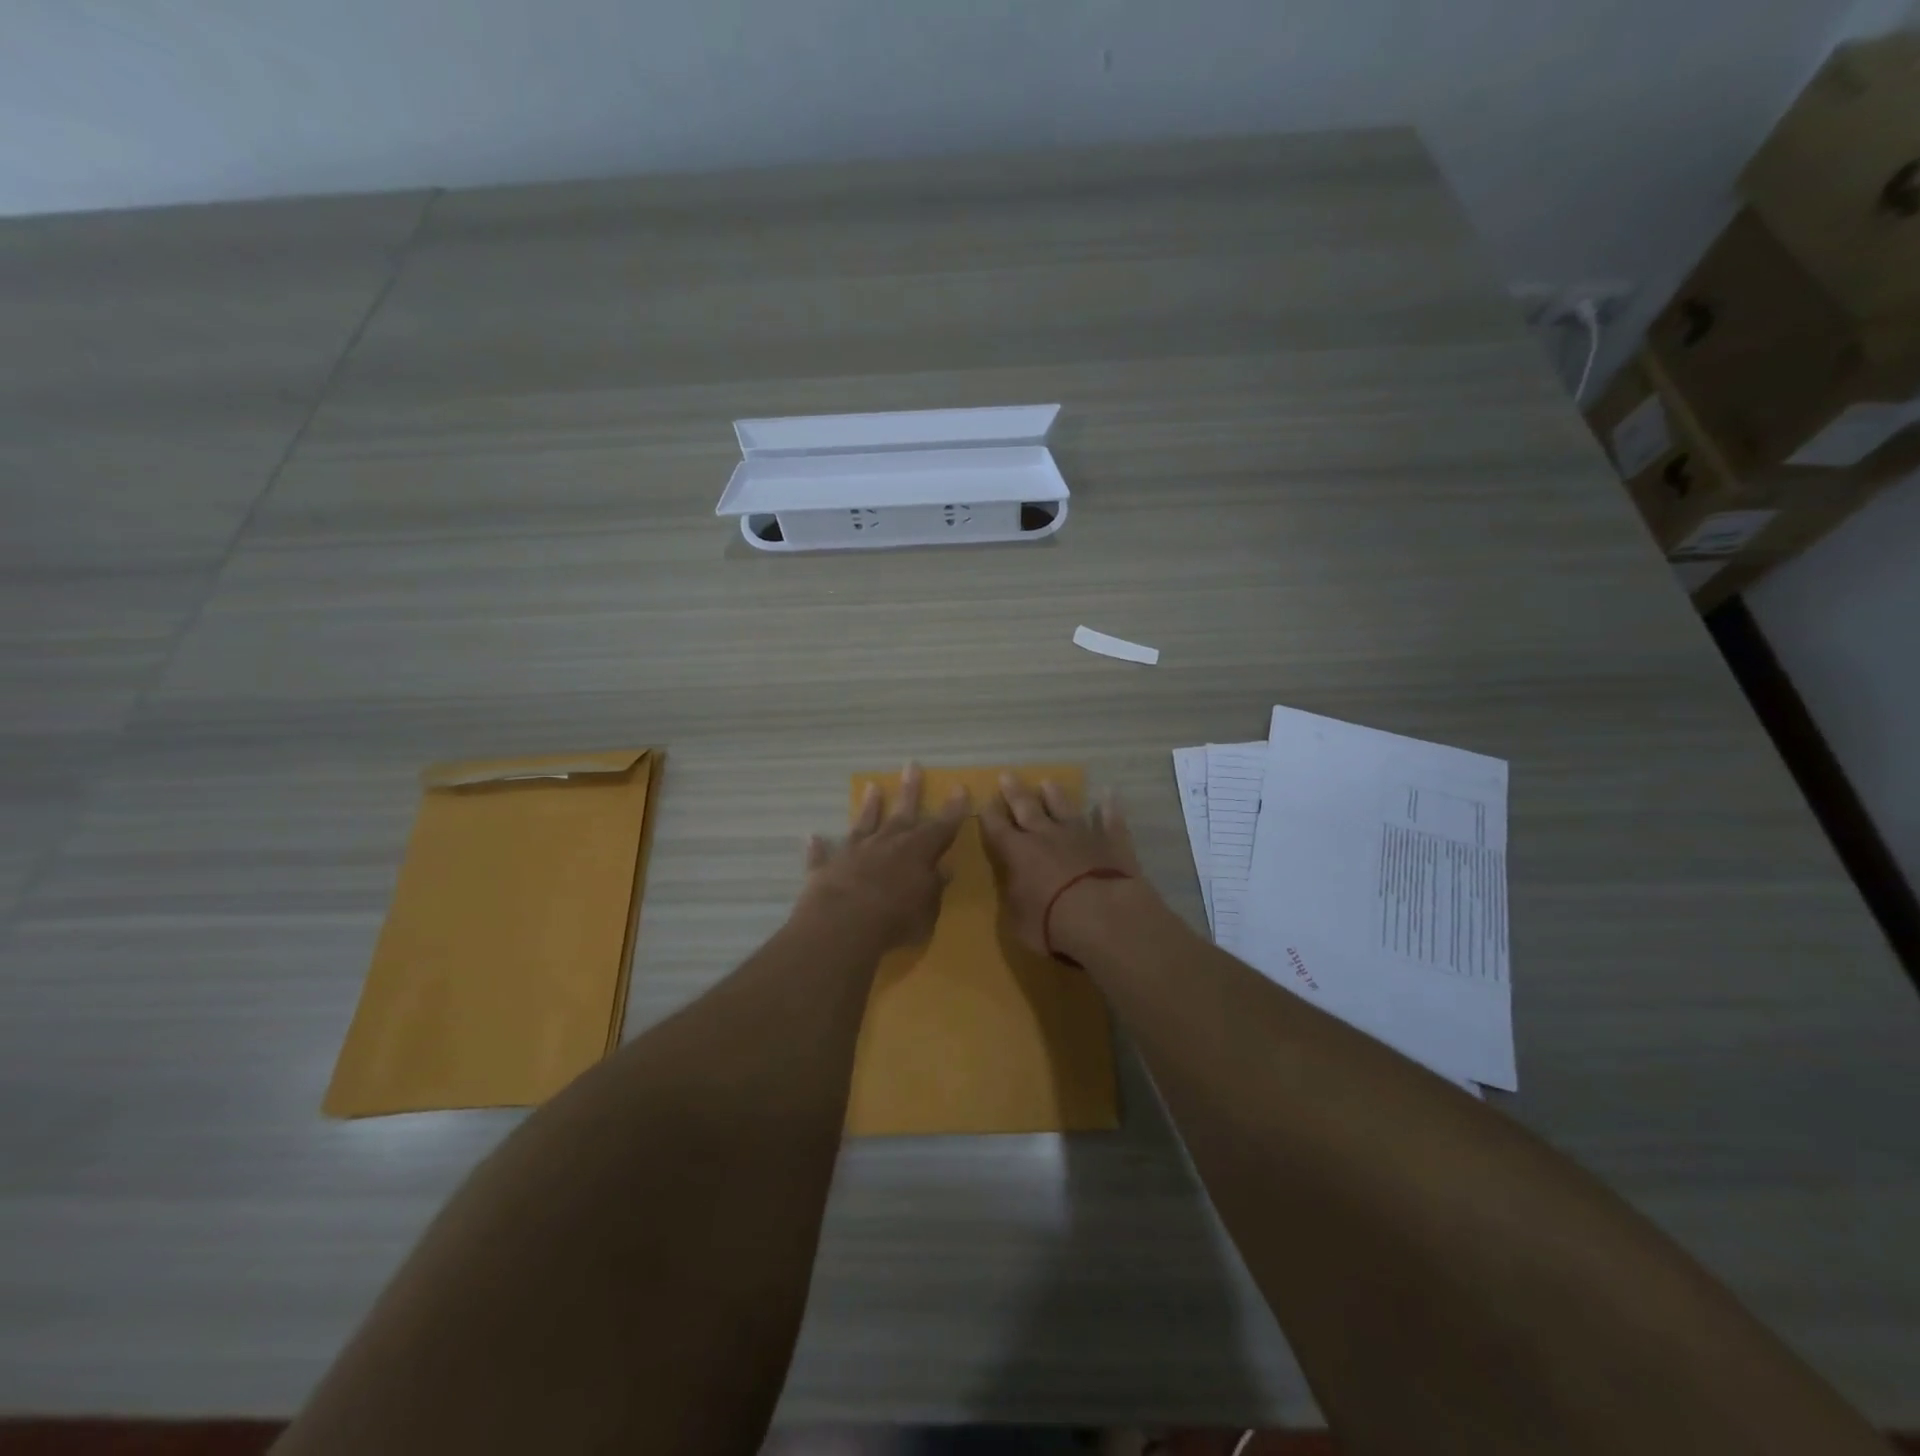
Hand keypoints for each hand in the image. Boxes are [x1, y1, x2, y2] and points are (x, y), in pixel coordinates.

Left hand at [797, 765, 968, 951]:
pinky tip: (812, 836)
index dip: (953, 809)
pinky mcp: (826, 868)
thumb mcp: (927, 909)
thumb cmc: (896, 920)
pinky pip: (822, 854)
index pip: (941, 827)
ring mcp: (854, 853)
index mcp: (917, 852)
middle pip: (902, 813)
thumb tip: (943, 869)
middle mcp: (886, 844)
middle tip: (912, 765)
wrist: (842, 925)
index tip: (959, 787)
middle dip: (910, 790)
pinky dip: (818, 847)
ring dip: (868, 806)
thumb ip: (934, 887)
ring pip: (864, 824)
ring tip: (871, 786)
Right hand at [977, 774, 1146, 955]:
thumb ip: (1015, 899)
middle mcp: (1046, 836)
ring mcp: (1081, 835)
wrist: (1103, 915)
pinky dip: (1109, 808)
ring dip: (1056, 795)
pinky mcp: (1111, 842)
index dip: (988, 815)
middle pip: (1027, 808)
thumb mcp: (1018, 921)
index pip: (997, 829)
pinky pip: (1110, 820)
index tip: (983, 800)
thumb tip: (1014, 887)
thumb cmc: (1051, 924)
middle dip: (1015, 792)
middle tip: (1007, 775)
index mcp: (1018, 854)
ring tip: (1048, 782)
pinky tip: (1109, 794)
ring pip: (1065, 808)